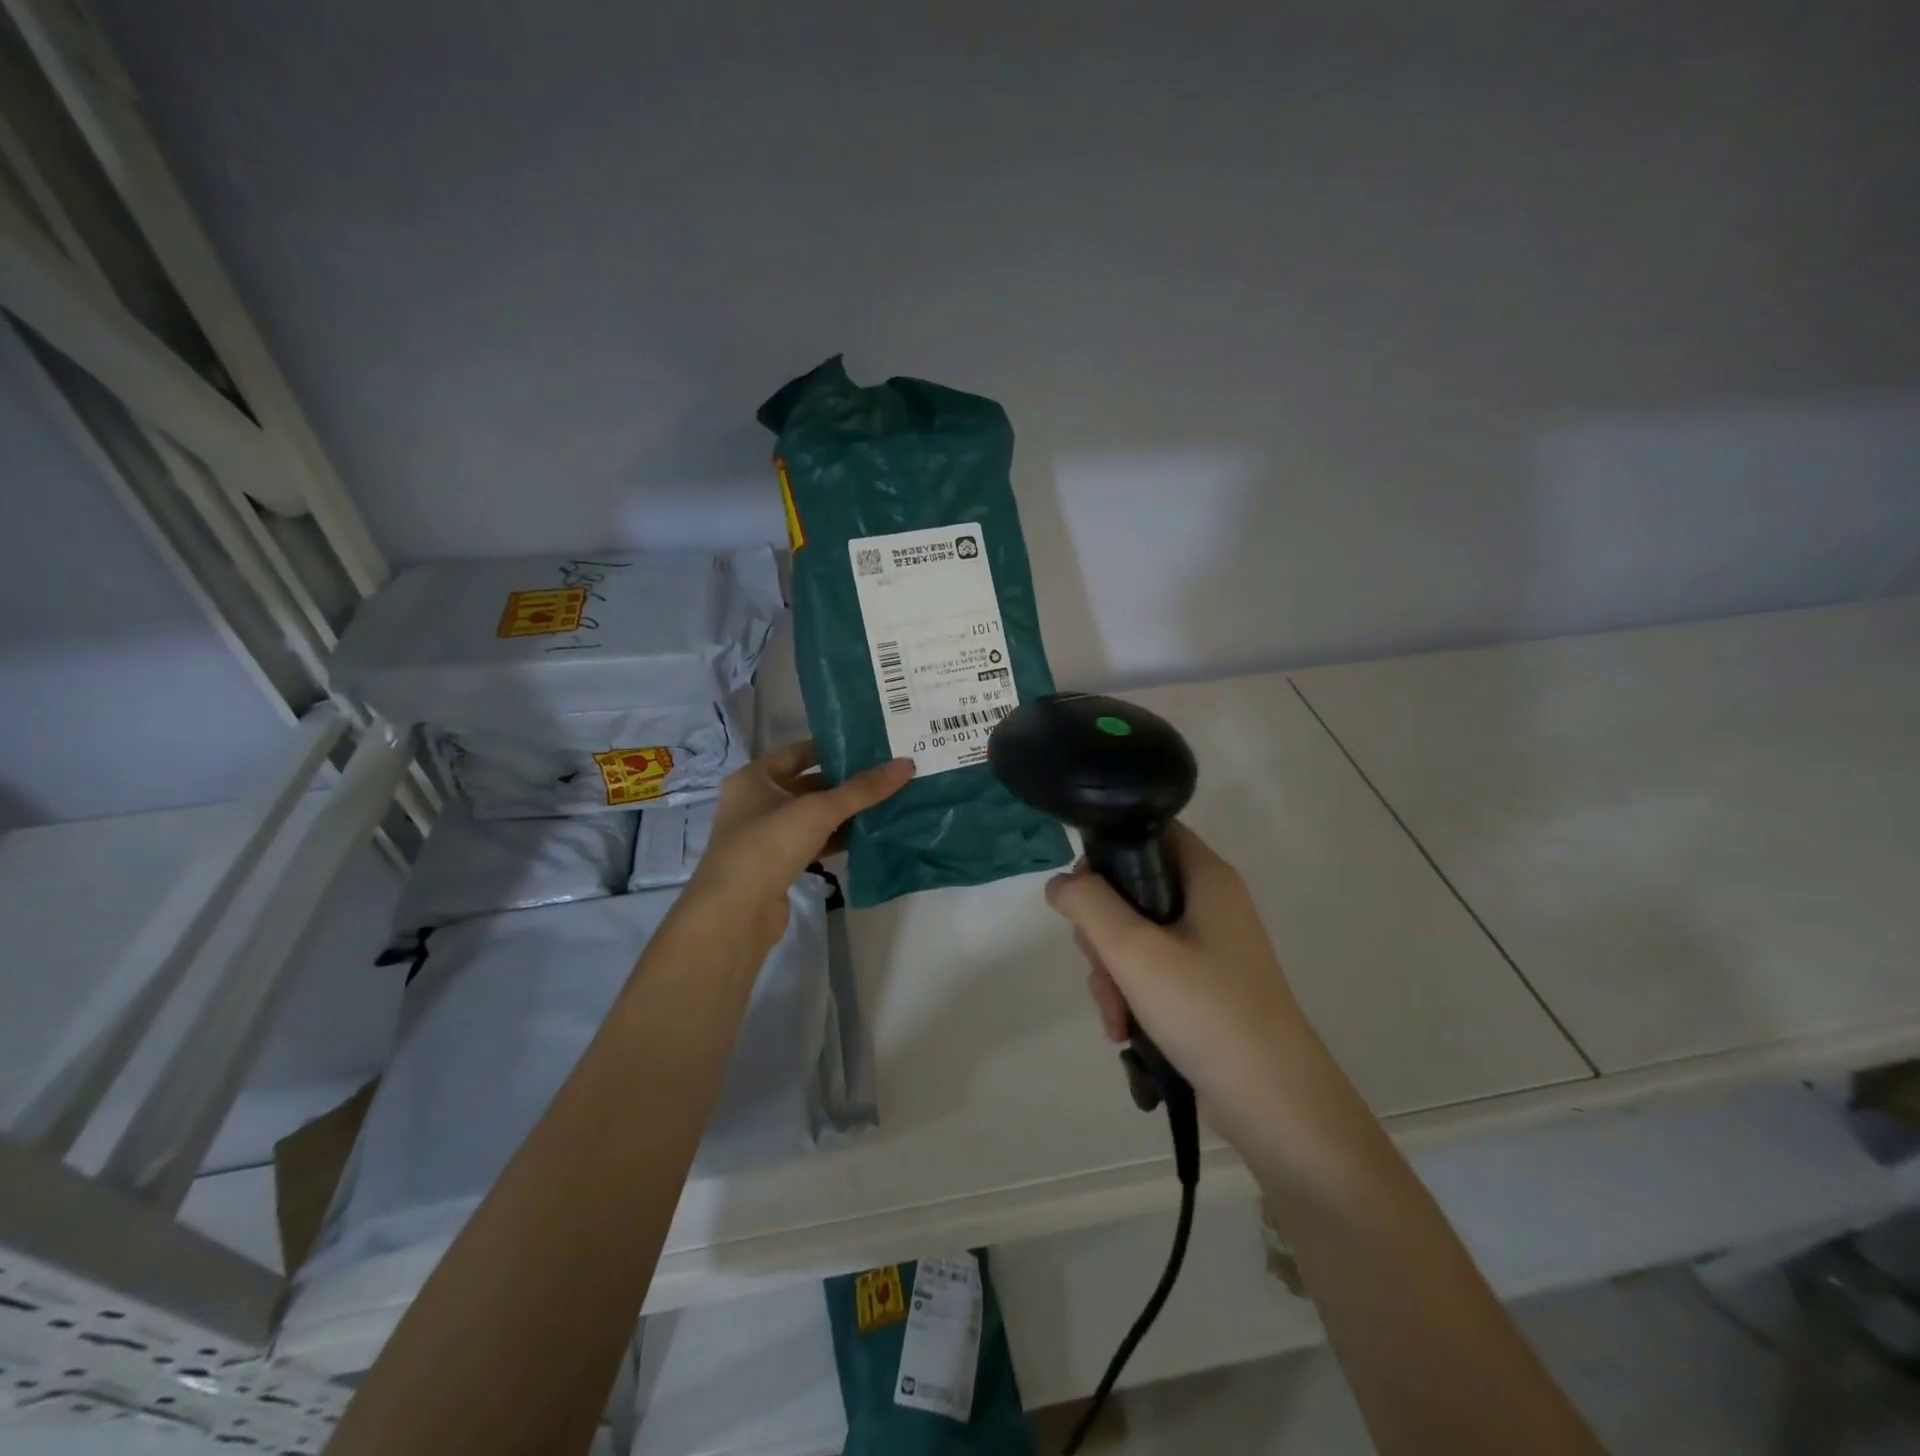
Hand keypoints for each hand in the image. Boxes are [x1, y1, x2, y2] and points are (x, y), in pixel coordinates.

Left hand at [684, 741, 913, 944]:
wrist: (734, 915)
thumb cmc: (768, 845)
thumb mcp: (818, 810)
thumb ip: (862, 789)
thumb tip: (906, 764)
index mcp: (755, 778)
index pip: (799, 752)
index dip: (833, 748)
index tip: (871, 747)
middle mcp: (756, 802)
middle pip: (808, 784)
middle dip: (845, 782)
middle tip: (887, 775)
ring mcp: (765, 836)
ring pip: (812, 816)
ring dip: (844, 812)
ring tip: (886, 802)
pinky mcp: (777, 865)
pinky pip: (812, 842)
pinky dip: (836, 838)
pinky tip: (866, 836)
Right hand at [1044, 822, 1314, 1148]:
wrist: (1274, 1103)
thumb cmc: (1206, 1009)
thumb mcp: (1134, 951)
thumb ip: (1089, 906)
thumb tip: (1059, 883)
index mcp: (1206, 877)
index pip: (1150, 831)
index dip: (1109, 850)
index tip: (1083, 892)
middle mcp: (1209, 903)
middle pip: (1133, 888)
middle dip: (1102, 932)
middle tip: (1100, 962)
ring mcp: (1208, 948)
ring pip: (1135, 936)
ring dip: (1111, 973)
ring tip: (1115, 1015)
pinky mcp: (1204, 986)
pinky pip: (1151, 972)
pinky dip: (1131, 996)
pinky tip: (1124, 1031)